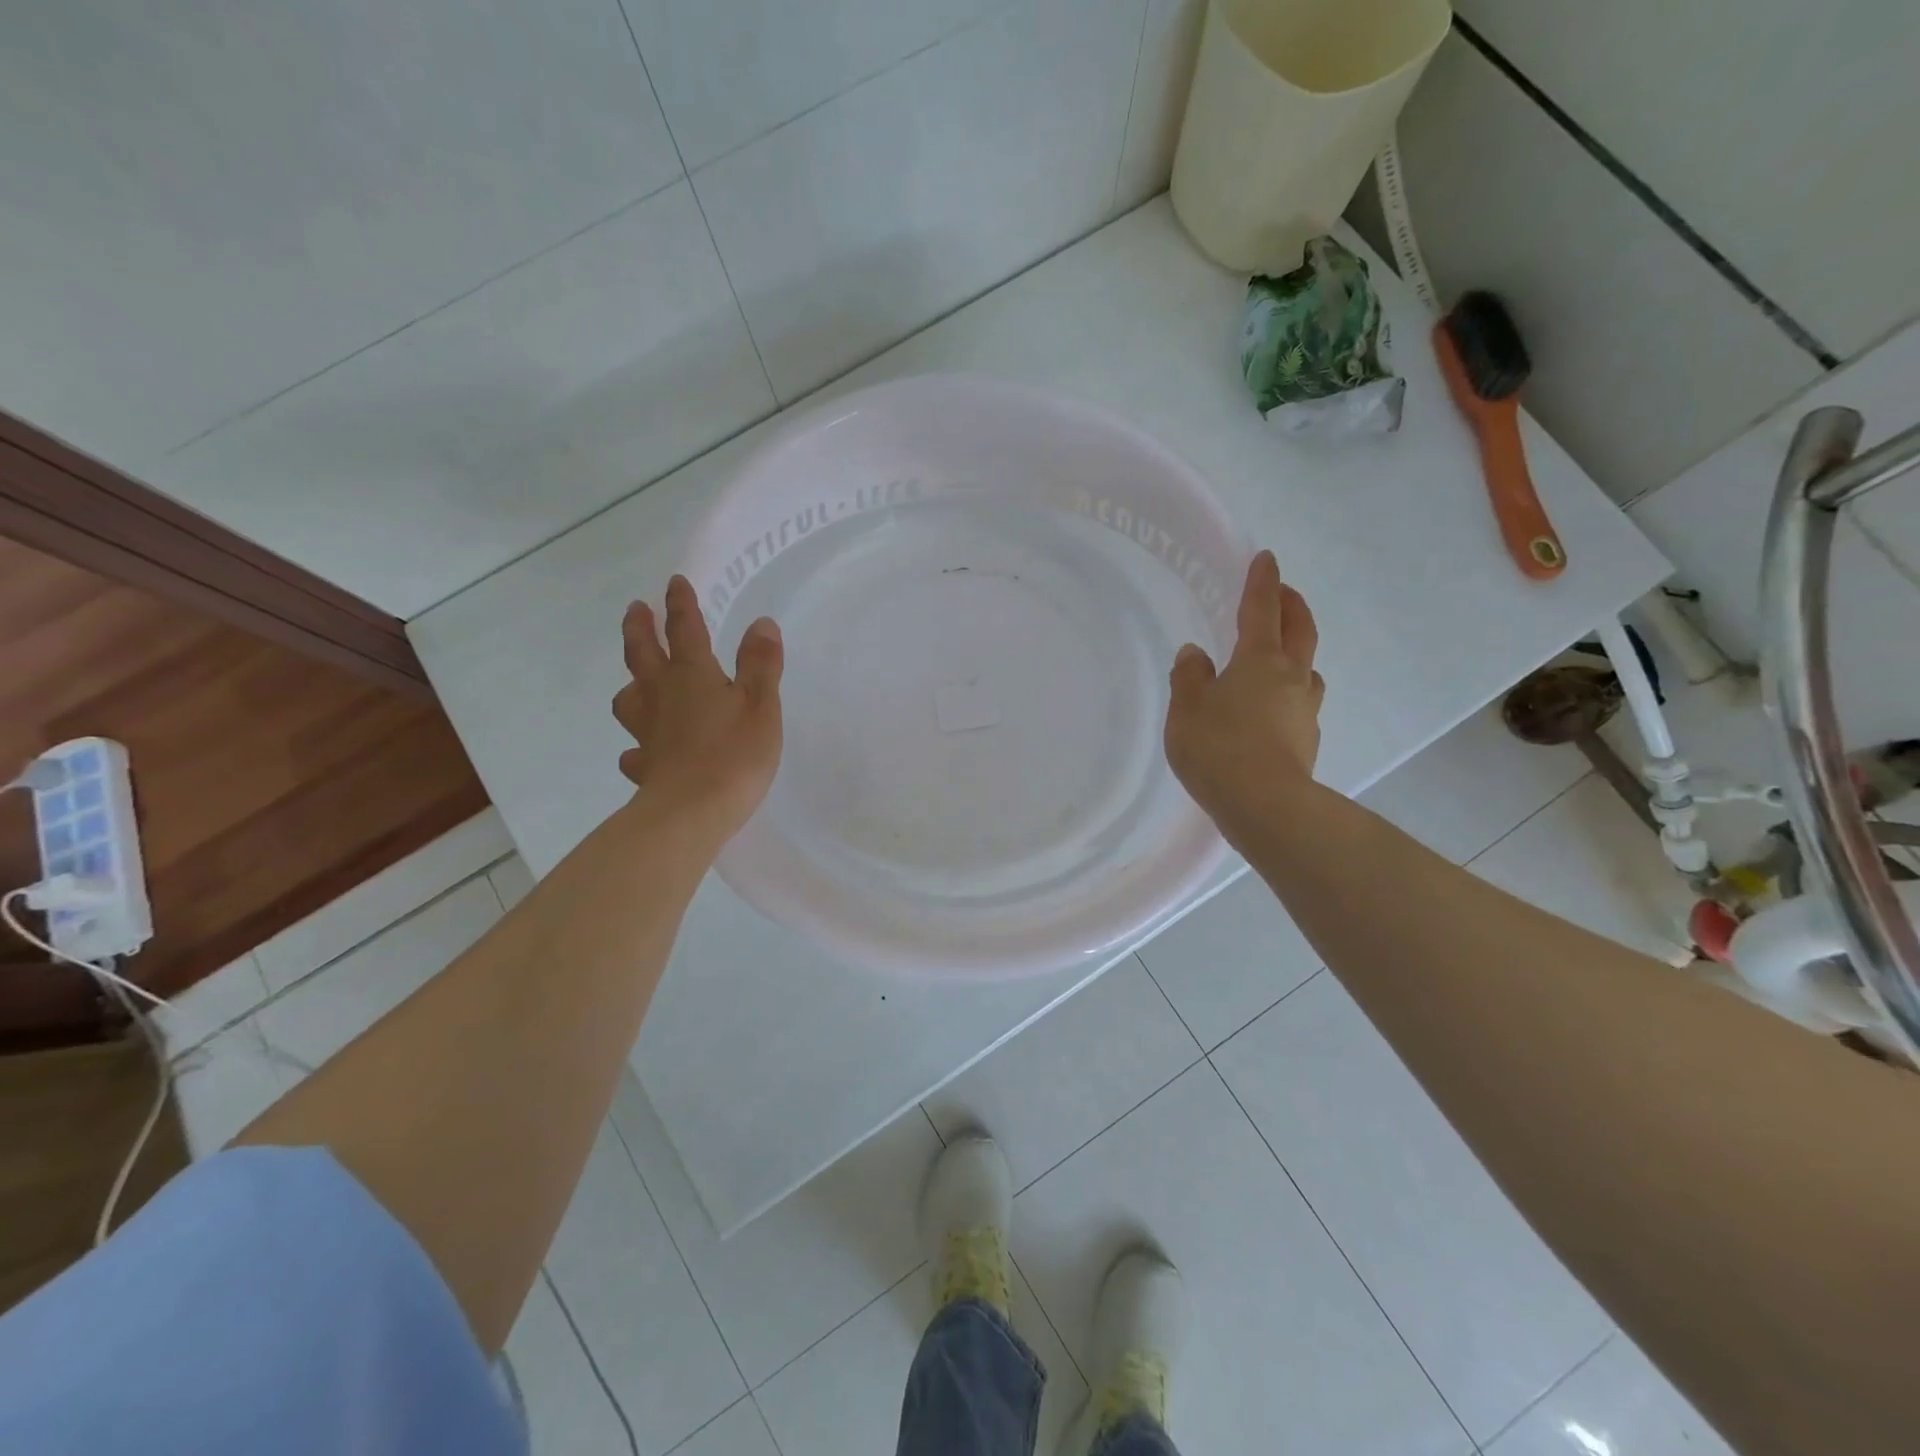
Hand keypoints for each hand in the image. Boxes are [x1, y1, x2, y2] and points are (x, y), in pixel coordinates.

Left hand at [612, 576, 783, 842]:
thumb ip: (761, 664)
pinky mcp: (645, 767)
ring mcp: (647, 732)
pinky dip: (638, 746)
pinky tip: (643, 752)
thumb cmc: (734, 754)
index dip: (681, 605)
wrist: (691, 813)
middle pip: (643, 654)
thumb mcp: (761, 705)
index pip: (685, 630)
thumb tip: (761, 623)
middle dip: (640, 628)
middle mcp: (662, 696)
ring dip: (632, 684)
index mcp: (692, 675)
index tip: (675, 582)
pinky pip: (635, 751)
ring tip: (636, 682)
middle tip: (636, 609)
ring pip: (630, 700)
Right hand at [1164, 551, 1323, 826]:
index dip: (1262, 582)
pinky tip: (1269, 709)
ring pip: (1306, 667)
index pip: (1261, 609)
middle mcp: (1291, 676)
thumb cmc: (1219, 749)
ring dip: (1296, 651)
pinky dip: (1288, 691)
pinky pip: (1300, 702)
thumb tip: (1195, 654)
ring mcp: (1305, 708)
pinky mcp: (1307, 739)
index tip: (1266, 558)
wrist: (1266, 805)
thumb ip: (1189, 677)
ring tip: (1277, 656)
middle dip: (1291, 605)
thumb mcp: (1186, 710)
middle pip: (1299, 629)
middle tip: (1283, 592)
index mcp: (1259, 660)